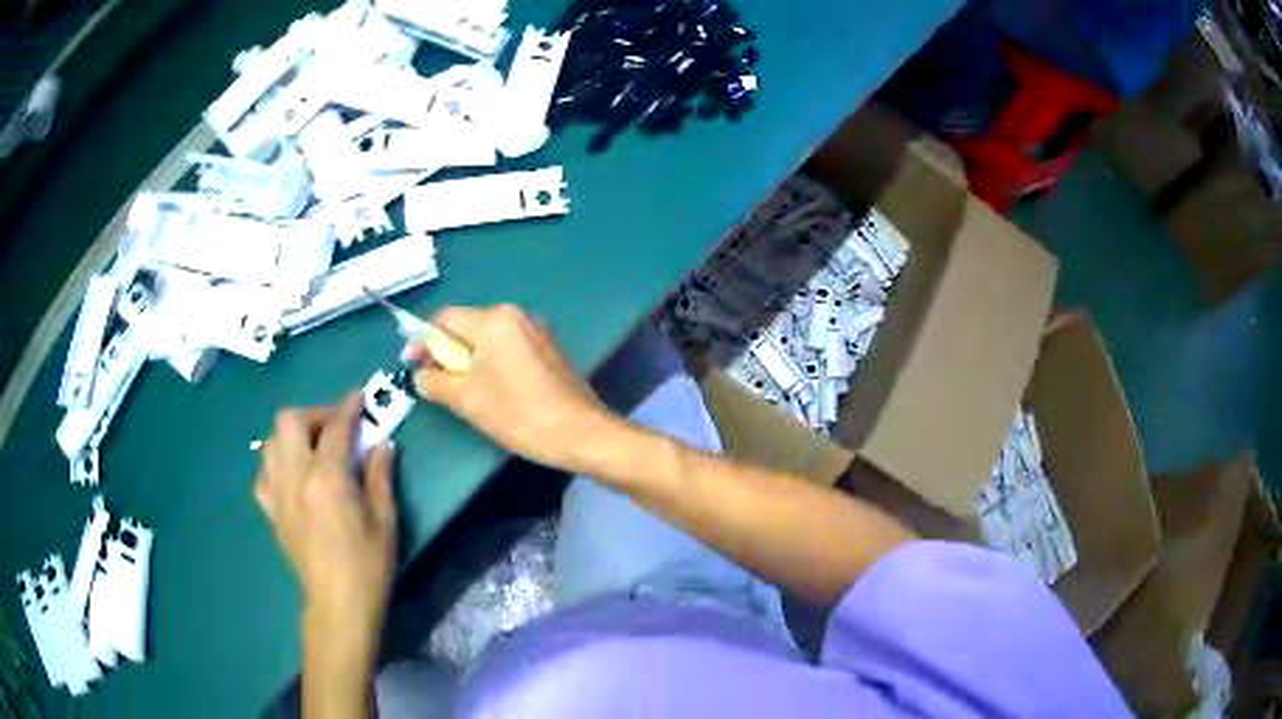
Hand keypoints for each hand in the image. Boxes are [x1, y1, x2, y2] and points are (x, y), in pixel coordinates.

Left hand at [253, 392, 396, 654]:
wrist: (339, 603)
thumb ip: (379, 476)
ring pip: (271, 443)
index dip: (349, 406)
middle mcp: (295, 478)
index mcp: (327, 479)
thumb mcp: (385, 519)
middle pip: (289, 421)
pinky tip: (293, 477)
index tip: (359, 396)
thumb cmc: (368, 564)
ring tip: (313, 449)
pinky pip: (263, 475)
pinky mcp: (270, 512)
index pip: (336, 427)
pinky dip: (277, 465)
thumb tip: (382, 445)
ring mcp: (277, 494)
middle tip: (335, 427)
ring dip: (292, 436)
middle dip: (314, 414)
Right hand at [404, 304, 620, 473]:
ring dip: (466, 358)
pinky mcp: (547, 349)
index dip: (422, 340)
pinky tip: (486, 387)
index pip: (445, 319)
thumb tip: (420, 374)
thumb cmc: (518, 414)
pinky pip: (506, 347)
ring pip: (486, 338)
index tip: (409, 364)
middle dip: (444, 351)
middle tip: (430, 379)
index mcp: (494, 320)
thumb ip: (435, 381)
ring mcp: (535, 331)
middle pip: (466, 326)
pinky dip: (489, 362)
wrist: (580, 433)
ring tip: (455, 387)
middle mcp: (516, 315)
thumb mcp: (466, 399)